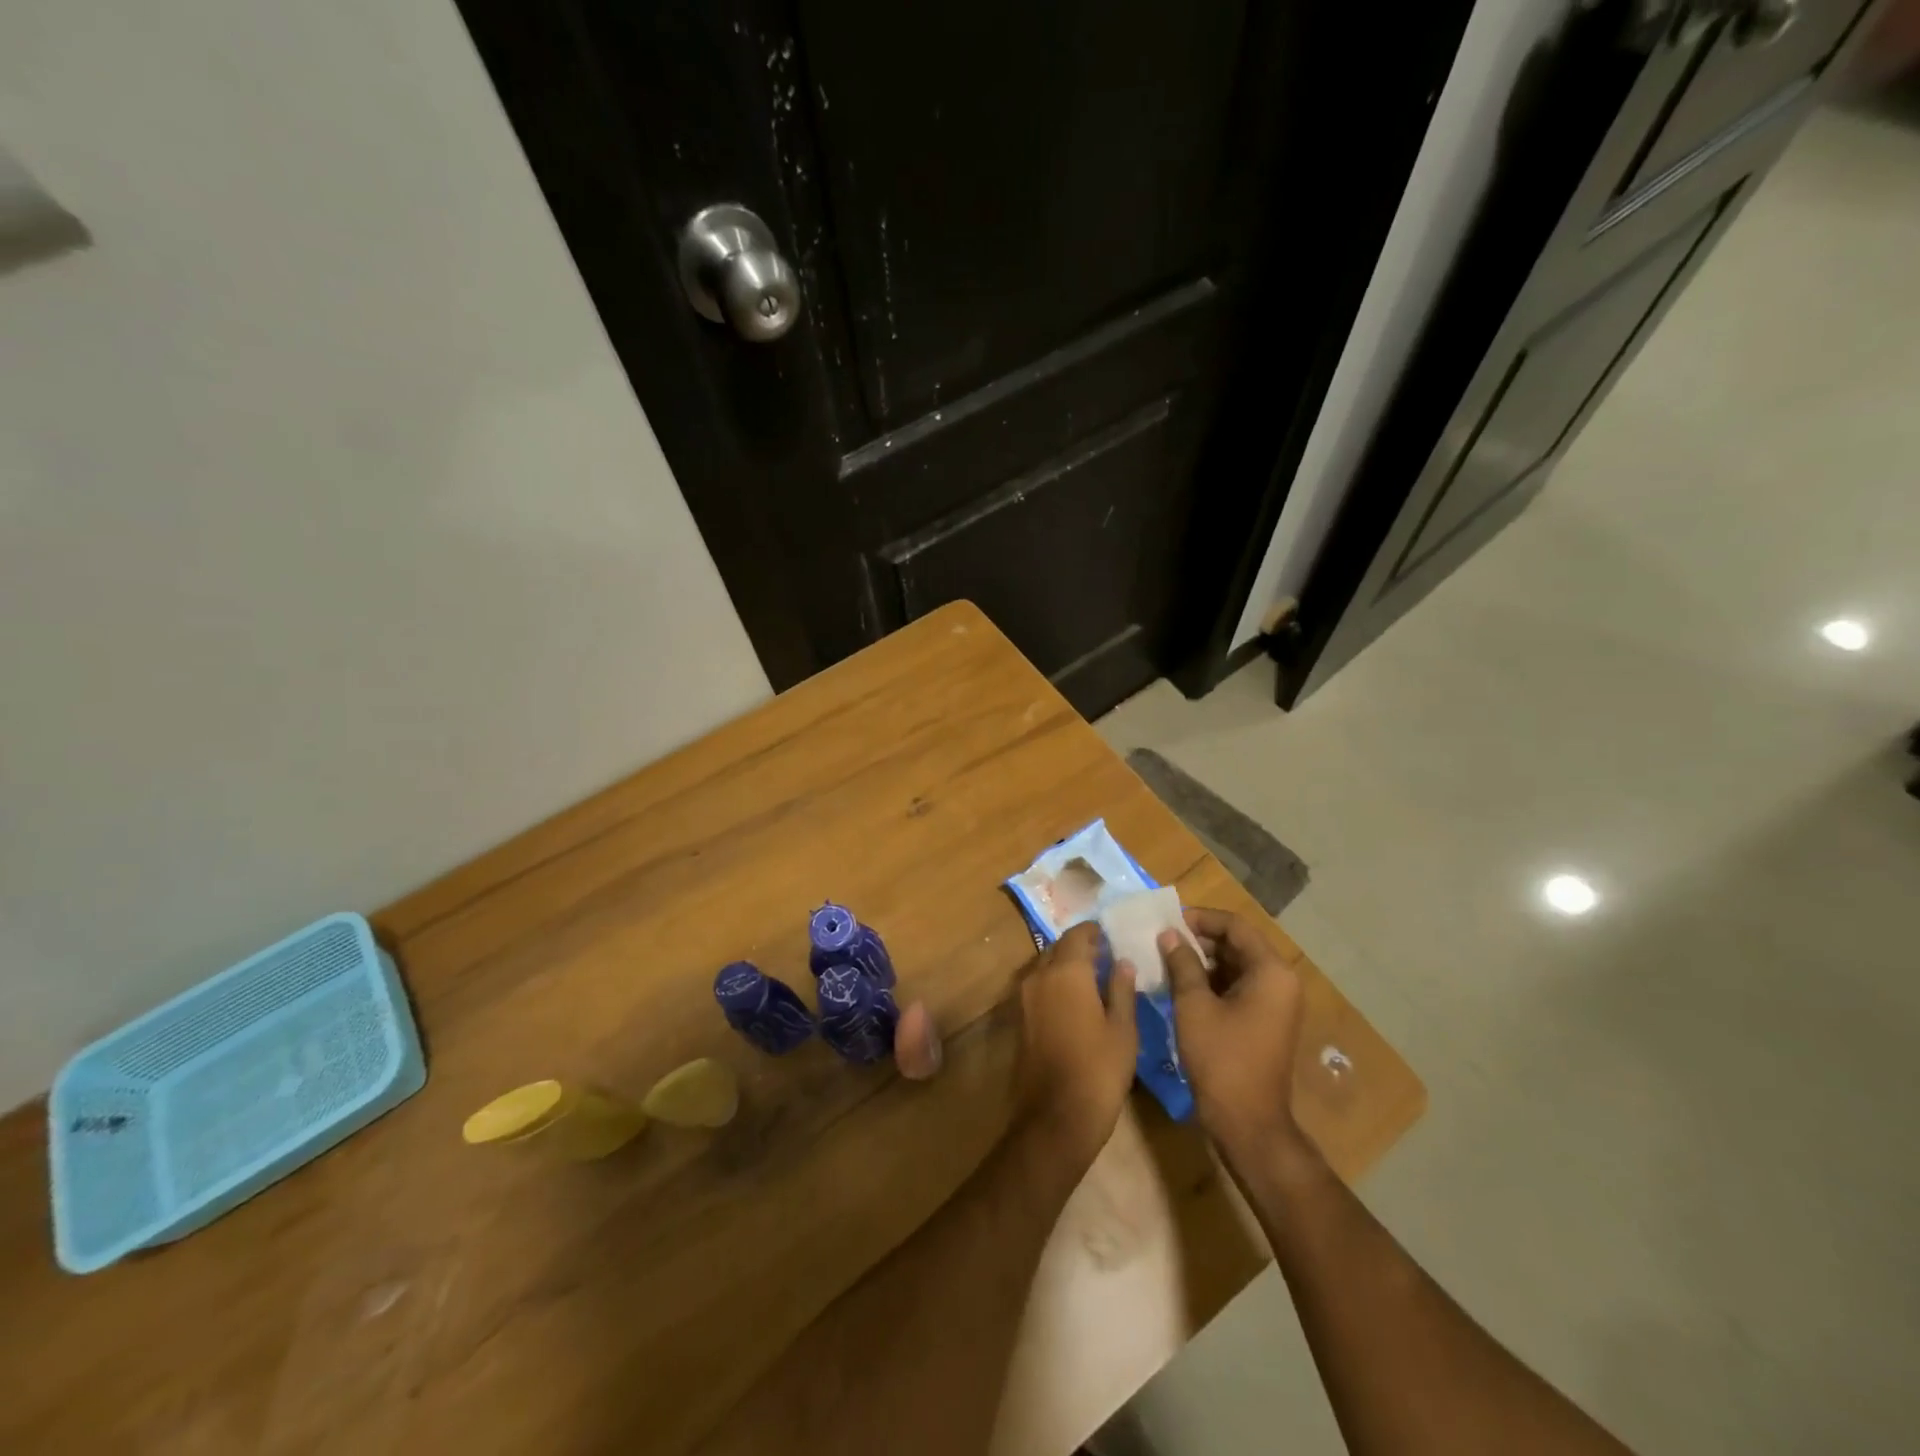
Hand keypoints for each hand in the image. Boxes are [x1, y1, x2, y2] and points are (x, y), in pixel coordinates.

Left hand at [1013, 922, 1137, 1169]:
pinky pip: (1040, 987)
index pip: (1078, 934)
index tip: (1113, 935)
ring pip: (1047, 966)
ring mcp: (1025, 997)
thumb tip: (1123, 962)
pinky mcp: (1021, 1018)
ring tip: (1096, 977)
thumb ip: (1122, 990)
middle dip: (1081, 947)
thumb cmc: (1098, 1070)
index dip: (1095, 932)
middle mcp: (1040, 976)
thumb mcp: (1123, 1029)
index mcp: (1066, 971)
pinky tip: (1078, 1001)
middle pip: (1059, 948)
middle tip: (1107, 955)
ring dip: (1067, 965)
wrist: (1055, 1116)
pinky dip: (1057, 984)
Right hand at [1159, 907, 1307, 1160]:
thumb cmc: (1221, 1059)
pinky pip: (1238, 987)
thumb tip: (1170, 934)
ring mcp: (1275, 1004)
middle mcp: (1280, 982)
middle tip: (1162, 940)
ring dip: (1203, 960)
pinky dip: (1211, 981)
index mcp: (1271, 972)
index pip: (1235, 926)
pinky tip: (1181, 985)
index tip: (1167, 921)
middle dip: (1200, 939)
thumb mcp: (1194, 1006)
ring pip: (1236, 966)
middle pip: (1238, 944)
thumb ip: (1182, 964)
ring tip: (1166, 960)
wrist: (1247, 1124)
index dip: (1200, 918)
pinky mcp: (1264, 1021)